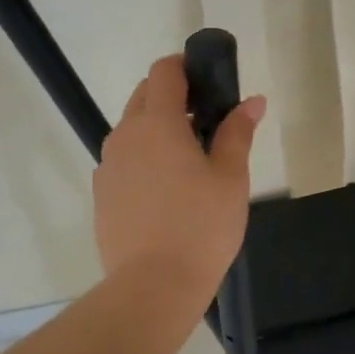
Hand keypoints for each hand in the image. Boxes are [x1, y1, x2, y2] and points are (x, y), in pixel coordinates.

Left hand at [93, 53, 264, 305]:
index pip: (165, 72)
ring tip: (189, 159)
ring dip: (157, 128)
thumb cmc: (201, 227)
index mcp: (158, 123)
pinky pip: (124, 160)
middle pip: (144, 95)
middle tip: (207, 121)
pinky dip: (144, 157)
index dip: (186, 65)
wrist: (152, 287)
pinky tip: (167, 190)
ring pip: (132, 129)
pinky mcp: (102, 194)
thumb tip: (252, 101)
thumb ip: (238, 132)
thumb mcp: (231, 177)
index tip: (209, 79)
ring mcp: (108, 166)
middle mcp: (125, 135)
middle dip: (173, 96)